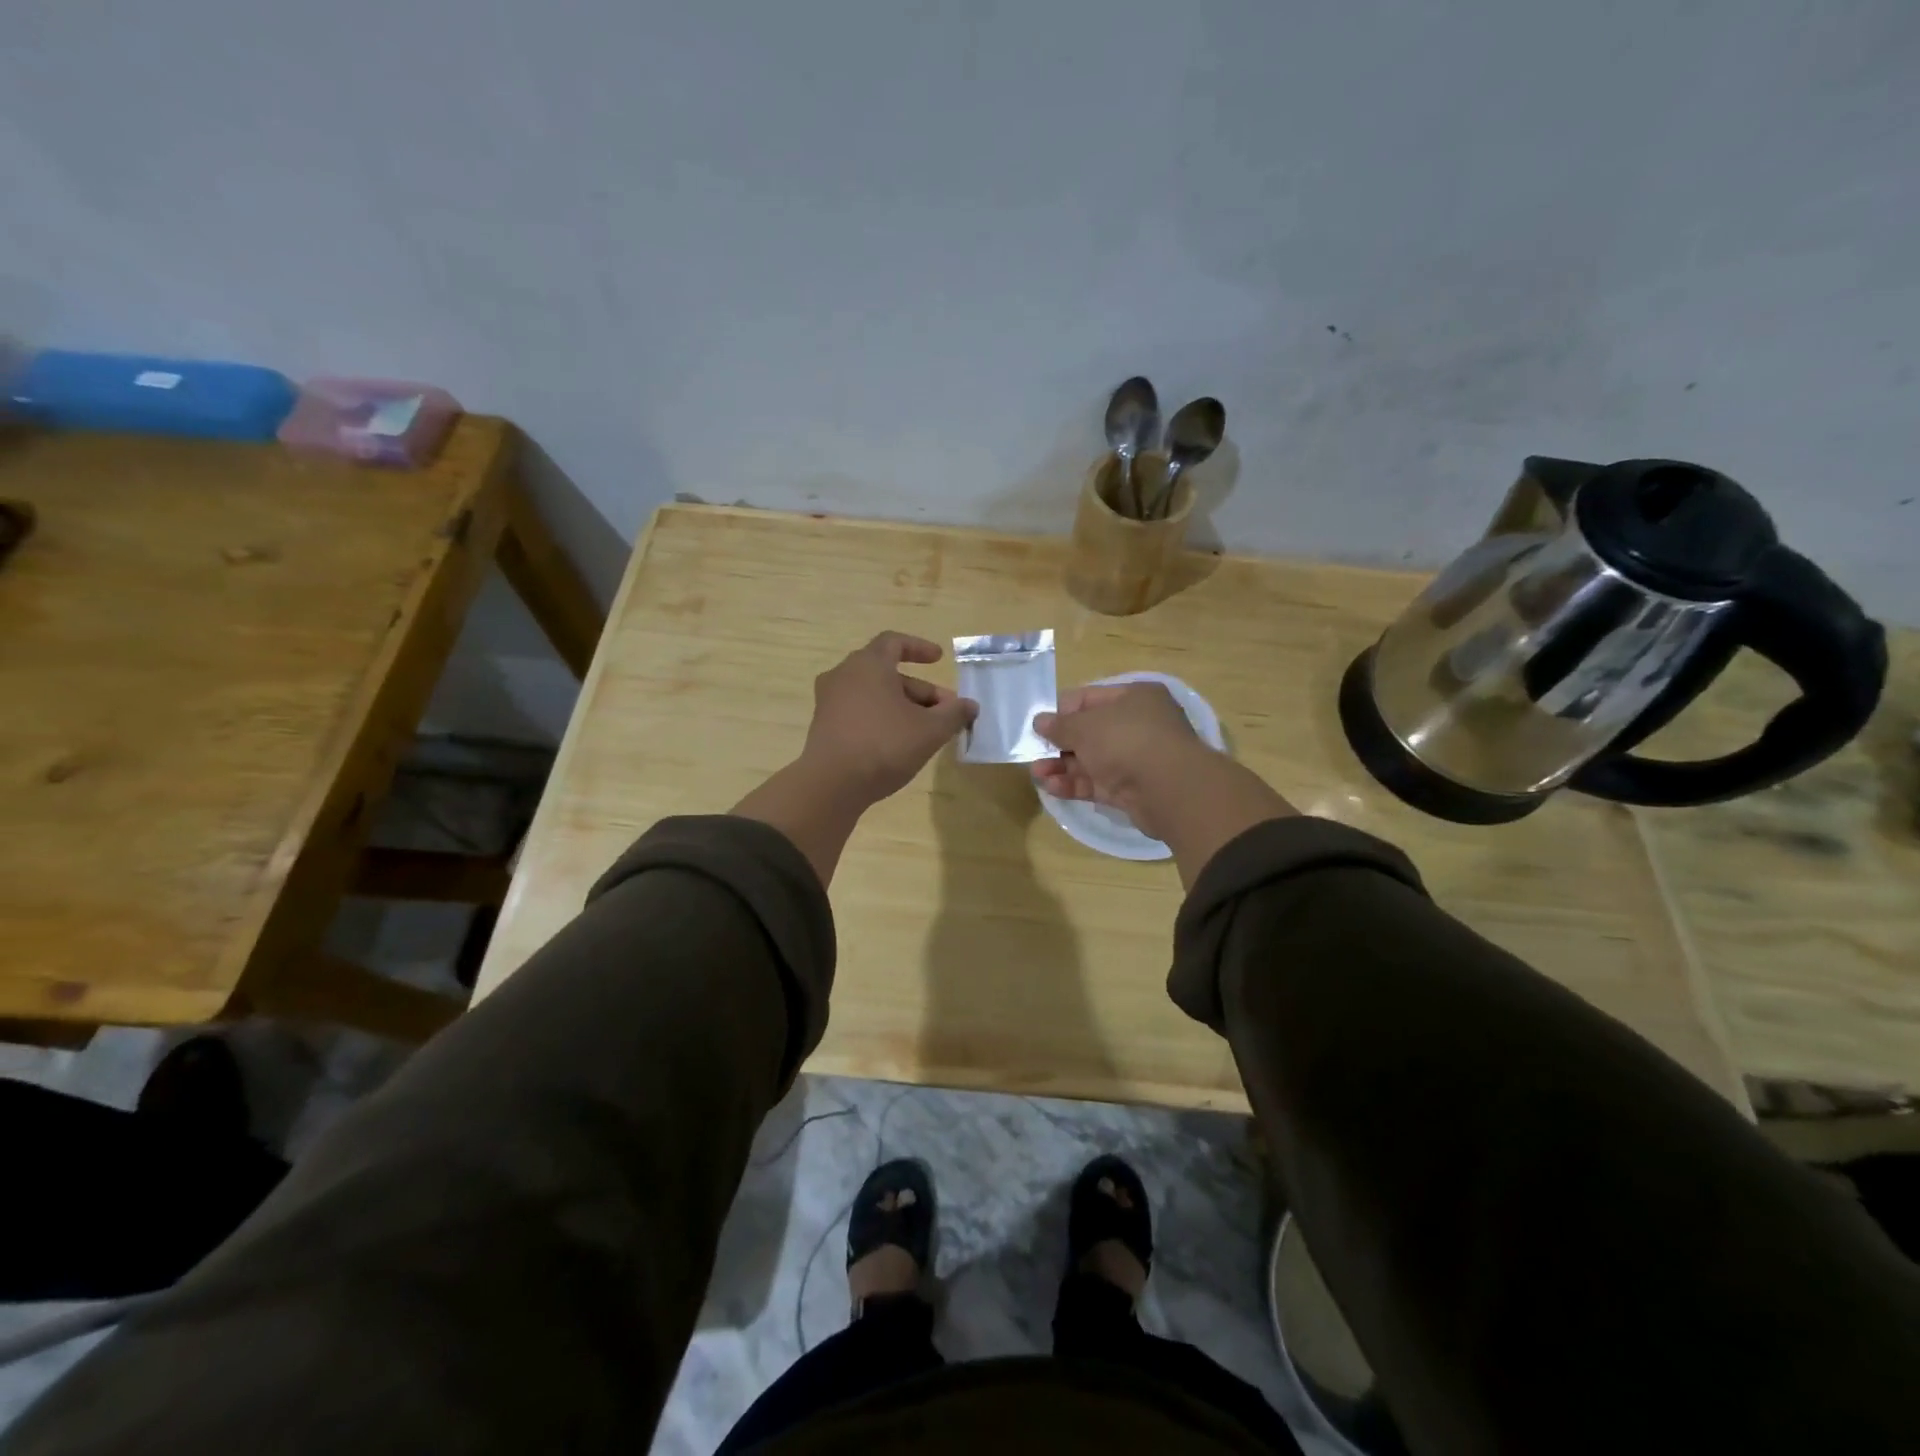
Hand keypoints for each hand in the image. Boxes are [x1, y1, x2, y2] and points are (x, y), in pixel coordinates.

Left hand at [801, 632, 977, 804]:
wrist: (831, 785)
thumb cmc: (884, 745)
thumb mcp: (930, 730)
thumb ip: (954, 714)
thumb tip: (970, 706)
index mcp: (868, 665)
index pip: (894, 642)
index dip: (919, 648)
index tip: (939, 659)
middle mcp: (844, 675)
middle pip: (887, 673)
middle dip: (919, 690)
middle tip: (944, 710)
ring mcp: (830, 702)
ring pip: (874, 695)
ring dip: (902, 706)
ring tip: (926, 730)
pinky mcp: (824, 726)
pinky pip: (859, 712)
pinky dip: (881, 718)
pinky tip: (899, 743)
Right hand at [1031, 683, 1208, 840]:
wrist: (1168, 789)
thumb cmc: (1126, 740)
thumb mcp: (1085, 726)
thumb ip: (1060, 725)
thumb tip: (1039, 721)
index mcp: (1134, 697)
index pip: (1090, 698)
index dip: (1062, 710)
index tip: (1038, 724)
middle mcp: (1138, 725)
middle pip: (1090, 732)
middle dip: (1059, 744)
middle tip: (1033, 752)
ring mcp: (1136, 759)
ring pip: (1092, 760)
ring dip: (1062, 766)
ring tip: (1036, 773)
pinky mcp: (1132, 790)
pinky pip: (1098, 783)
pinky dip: (1075, 784)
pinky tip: (1052, 787)